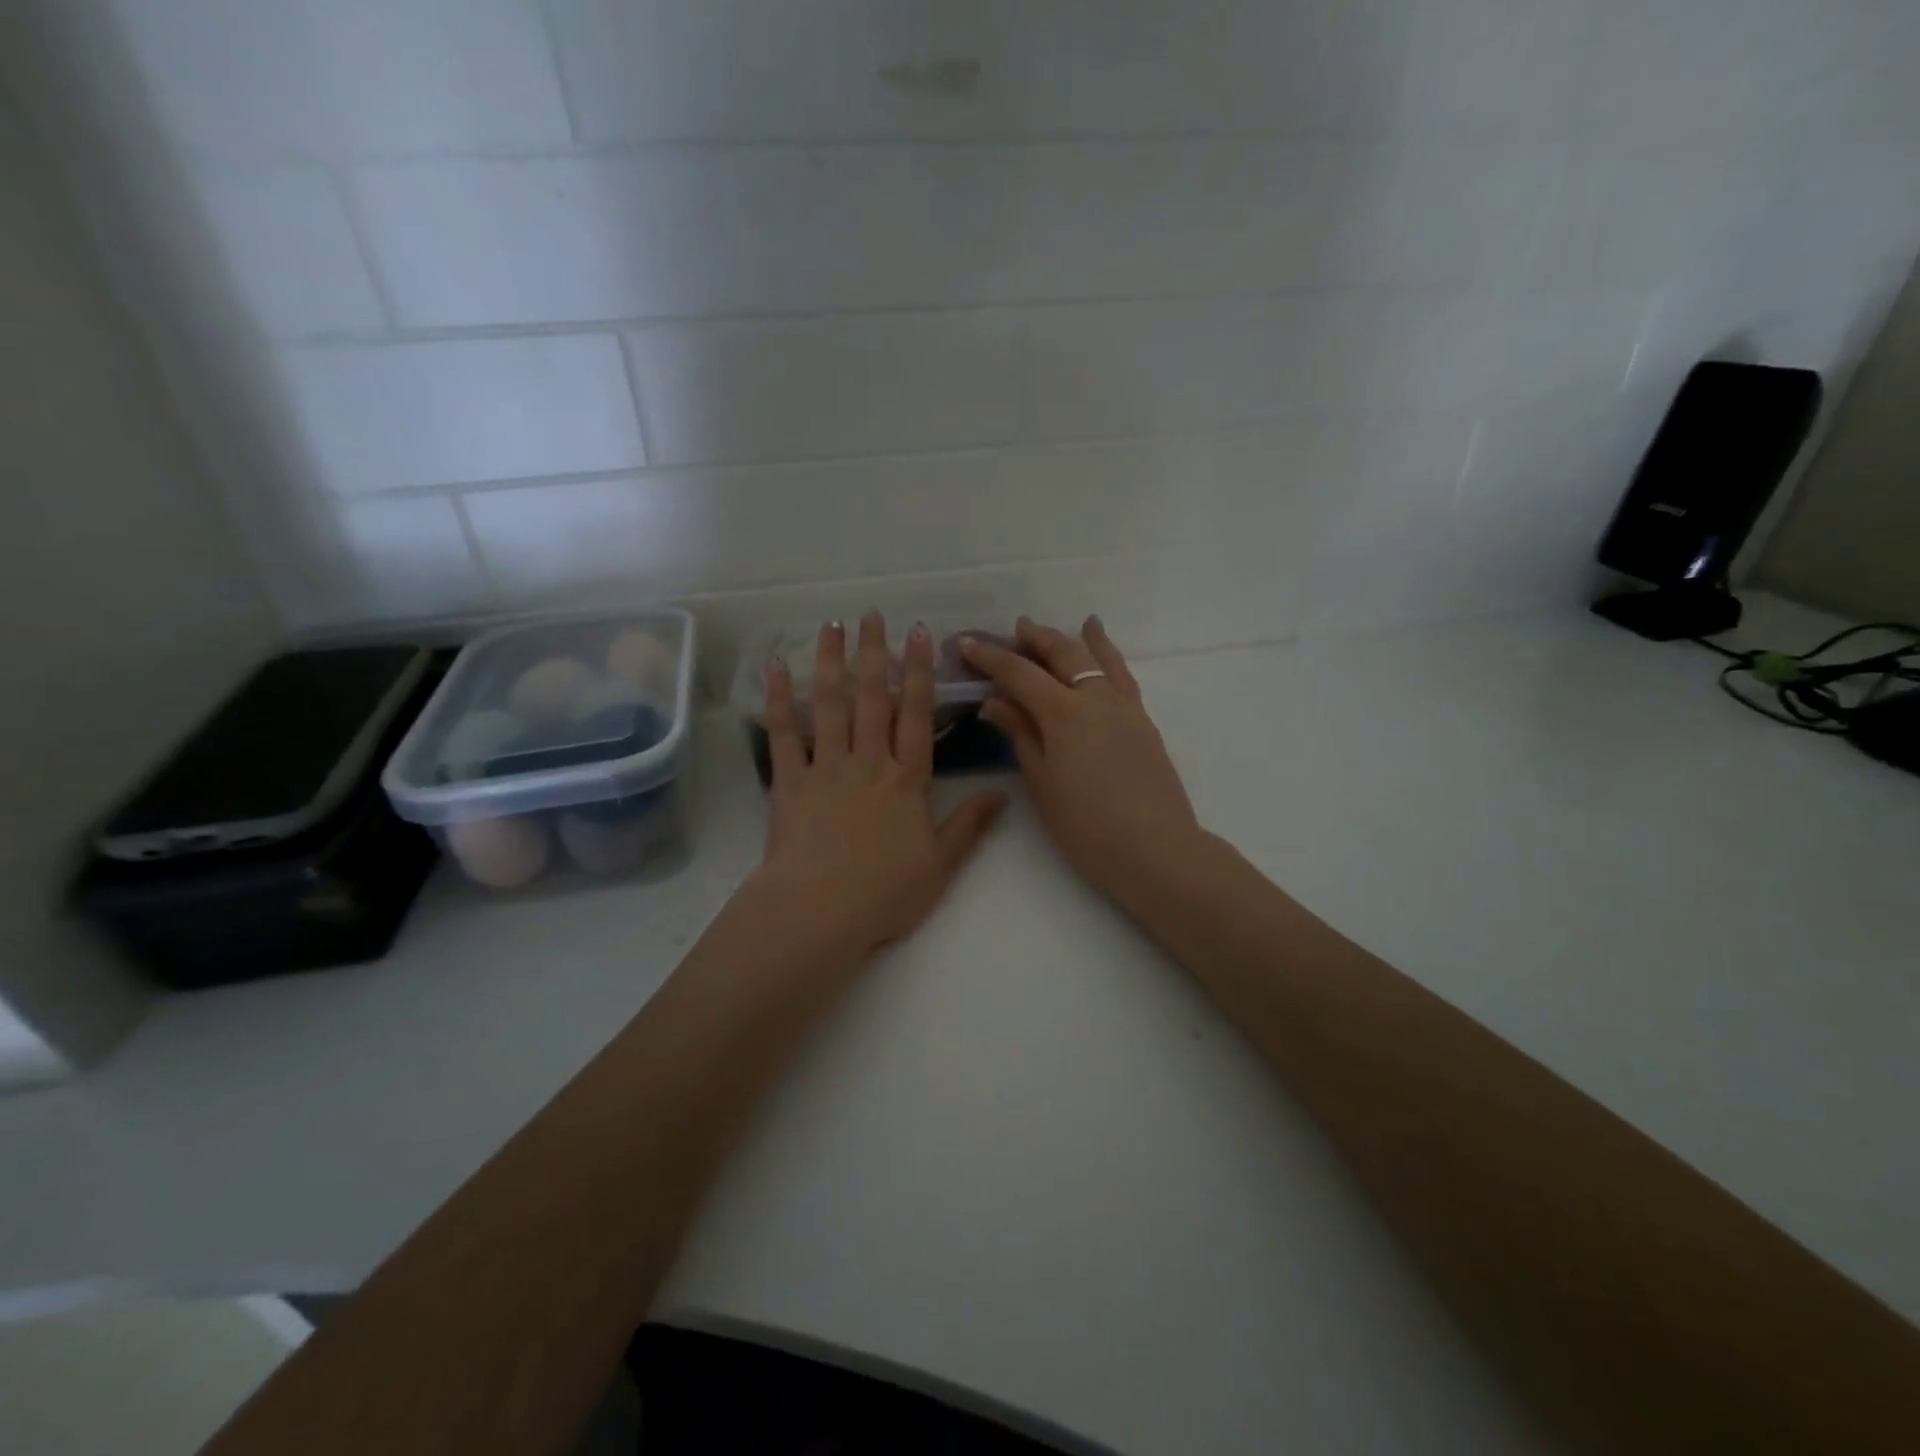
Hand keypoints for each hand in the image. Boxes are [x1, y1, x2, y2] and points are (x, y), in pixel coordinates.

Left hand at [744, 613, 1006, 968]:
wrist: (820, 913)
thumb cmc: (885, 893)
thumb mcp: (940, 865)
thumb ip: (969, 826)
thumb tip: (1003, 794)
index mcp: (907, 780)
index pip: (917, 715)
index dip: (920, 672)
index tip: (920, 634)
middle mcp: (868, 763)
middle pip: (873, 698)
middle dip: (875, 653)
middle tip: (872, 614)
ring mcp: (827, 768)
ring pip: (830, 705)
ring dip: (830, 662)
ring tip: (831, 626)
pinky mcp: (790, 782)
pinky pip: (784, 734)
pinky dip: (778, 700)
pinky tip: (774, 669)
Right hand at [964, 616, 1202, 904]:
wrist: (1155, 850)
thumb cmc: (1086, 826)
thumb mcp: (1043, 782)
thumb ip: (1021, 735)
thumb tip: (996, 702)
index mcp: (1064, 713)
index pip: (1019, 673)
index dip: (990, 657)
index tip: (966, 643)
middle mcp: (1096, 698)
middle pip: (1061, 655)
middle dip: (1033, 639)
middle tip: (1012, 630)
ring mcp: (1124, 707)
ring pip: (1096, 659)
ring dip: (1071, 640)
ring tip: (1055, 628)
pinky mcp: (1143, 721)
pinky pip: (1121, 675)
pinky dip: (1108, 655)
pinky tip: (1102, 648)